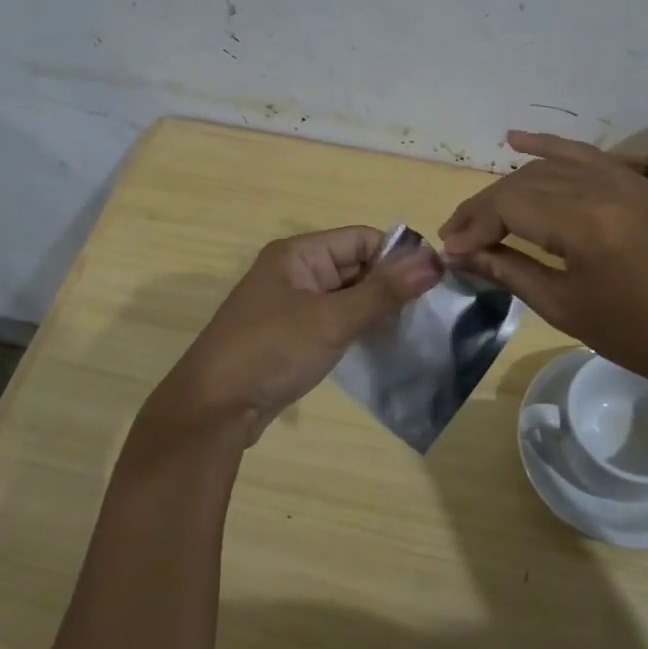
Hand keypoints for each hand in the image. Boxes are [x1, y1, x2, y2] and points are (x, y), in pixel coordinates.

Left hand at [141, 226, 440, 450]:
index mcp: (299, 254)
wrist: (212, 410)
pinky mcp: (292, 335)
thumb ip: (384, 291)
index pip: (362, 239)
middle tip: (430, 311)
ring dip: (376, 310)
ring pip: (347, 296)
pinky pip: (334, 320)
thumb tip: (434, 261)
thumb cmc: (271, 352)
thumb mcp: (332, 319)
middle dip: (390, 285)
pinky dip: (357, 329)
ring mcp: (291, 305)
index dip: (398, 257)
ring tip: (413, 330)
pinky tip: (383, 345)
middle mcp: (295, 272)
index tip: (435, 283)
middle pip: (356, 266)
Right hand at [440, 131, 647, 404]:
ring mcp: (625, 179)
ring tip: (481, 209)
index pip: (509, 205)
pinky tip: (517, 140)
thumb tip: (461, 254)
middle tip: (458, 236)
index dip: (473, 225)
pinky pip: (586, 155)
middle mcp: (602, 187)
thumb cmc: (640, 336)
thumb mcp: (566, 307)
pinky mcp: (639, 182)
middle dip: (484, 208)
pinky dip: (549, 147)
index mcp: (584, 223)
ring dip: (511, 184)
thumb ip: (509, 270)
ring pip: (550, 166)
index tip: (450, 249)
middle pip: (524, 182)